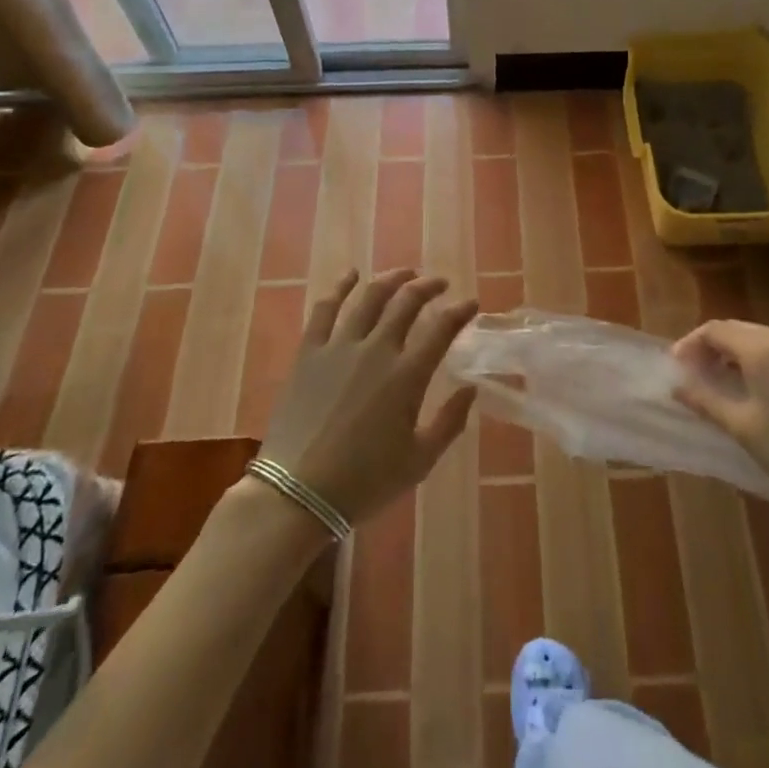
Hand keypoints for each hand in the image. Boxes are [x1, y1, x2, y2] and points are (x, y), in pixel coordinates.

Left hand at [259, 268, 478, 525]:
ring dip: (392, 279)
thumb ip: (450, 422)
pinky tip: (350, 275)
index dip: (460, 311)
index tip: (471, 303)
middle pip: (407, 302)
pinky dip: (340, 287)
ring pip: (370, 297)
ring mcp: (340, 346)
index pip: (442, 328)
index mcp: (407, 375)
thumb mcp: (420, 461)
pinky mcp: (310, 352)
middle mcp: (376, 349)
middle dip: (428, 286)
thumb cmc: (364, 482)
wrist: (298, 494)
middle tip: (440, 284)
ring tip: (405, 273)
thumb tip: (471, 388)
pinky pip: (325, 308)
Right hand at [673, 320, 768, 517]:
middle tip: (693, 372)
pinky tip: (752, 388)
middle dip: (711, 346)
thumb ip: (705, 399)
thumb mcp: (741, 426)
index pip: (716, 330)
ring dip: (734, 353)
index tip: (676, 366)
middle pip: (737, 330)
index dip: (691, 344)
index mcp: (763, 348)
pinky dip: (757, 360)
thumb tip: (676, 384)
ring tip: (718, 380)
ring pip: (759, 339)